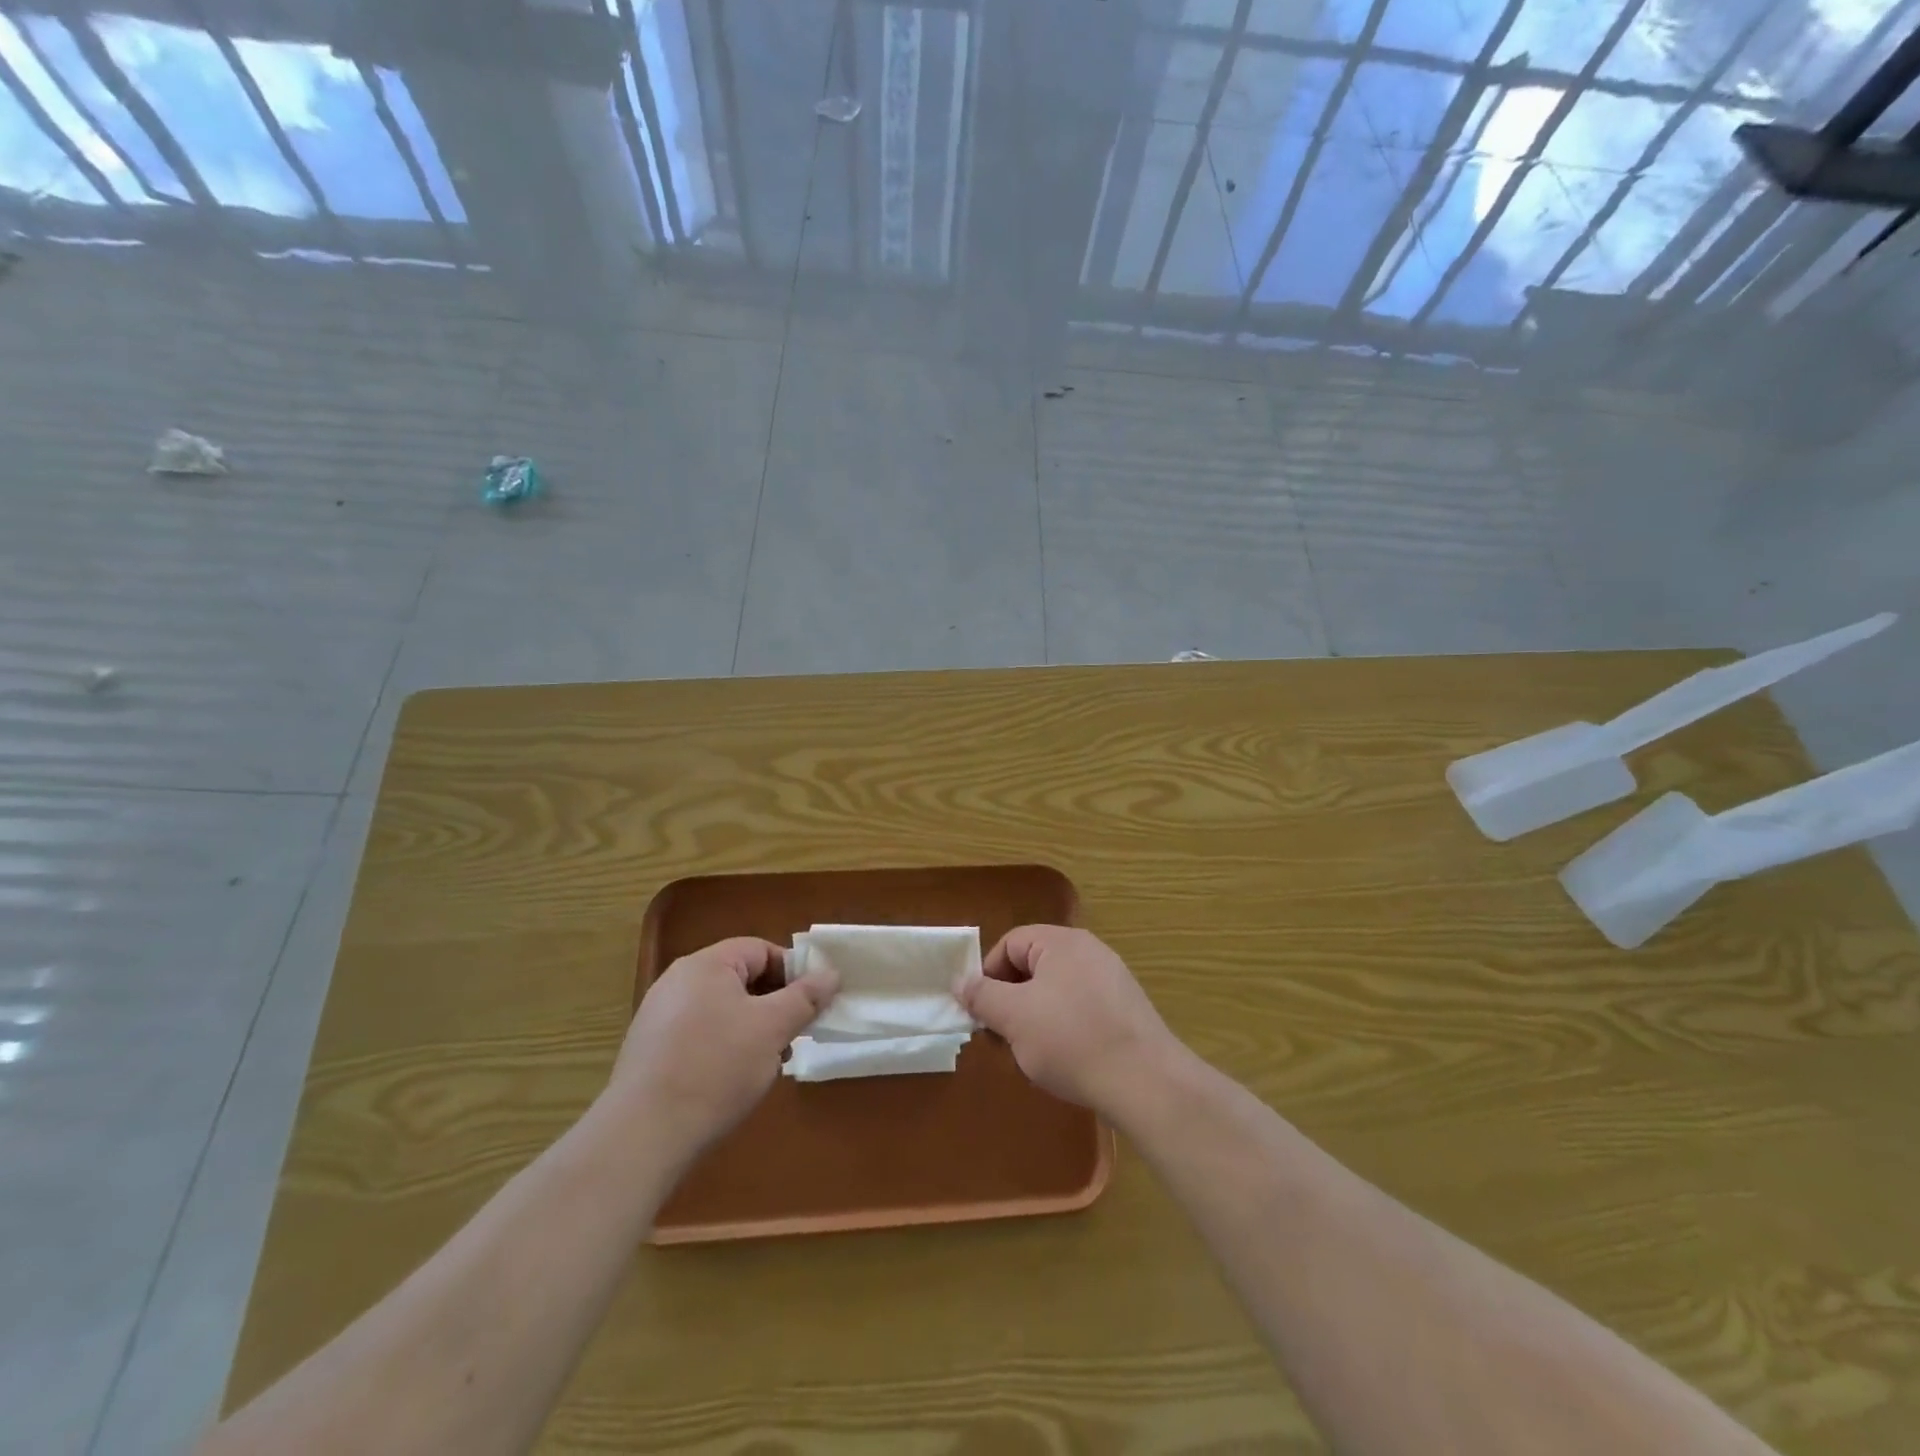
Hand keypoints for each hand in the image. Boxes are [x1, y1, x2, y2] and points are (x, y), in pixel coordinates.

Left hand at [610, 938, 837, 1155]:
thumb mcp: (772, 1029)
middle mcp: (678, 981)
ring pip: (722, 1009)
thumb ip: (805, 997)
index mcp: (706, 965)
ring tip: (767, 1064)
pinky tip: (731, 1081)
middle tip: (793, 1037)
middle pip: (741, 979)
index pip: (761, 950)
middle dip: (774, 1005)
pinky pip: (700, 1034)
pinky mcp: (650, 1051)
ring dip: (752, 1029)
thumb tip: (831, 973)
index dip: (792, 973)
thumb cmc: (715, 1069)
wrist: (642, 1136)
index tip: (811, 1005)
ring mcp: (659, 1017)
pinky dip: (723, 1048)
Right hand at [955, 926, 1184, 1115]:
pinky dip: (1064, 1028)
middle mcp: (1089, 951)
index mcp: (1062, 942)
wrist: (1145, 1082)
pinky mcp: (1126, 1010)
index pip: (1010, 943)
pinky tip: (1064, 1060)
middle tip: (1001, 1036)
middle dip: (1011, 999)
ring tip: (1030, 1053)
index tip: (981, 1012)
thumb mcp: (1014, 1017)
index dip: (988, 975)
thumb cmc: (1070, 1040)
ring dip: (1034, 1017)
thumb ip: (982, 996)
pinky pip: (1081, 1008)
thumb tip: (961, 982)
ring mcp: (1112, 980)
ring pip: (1056, 990)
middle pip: (1034, 966)